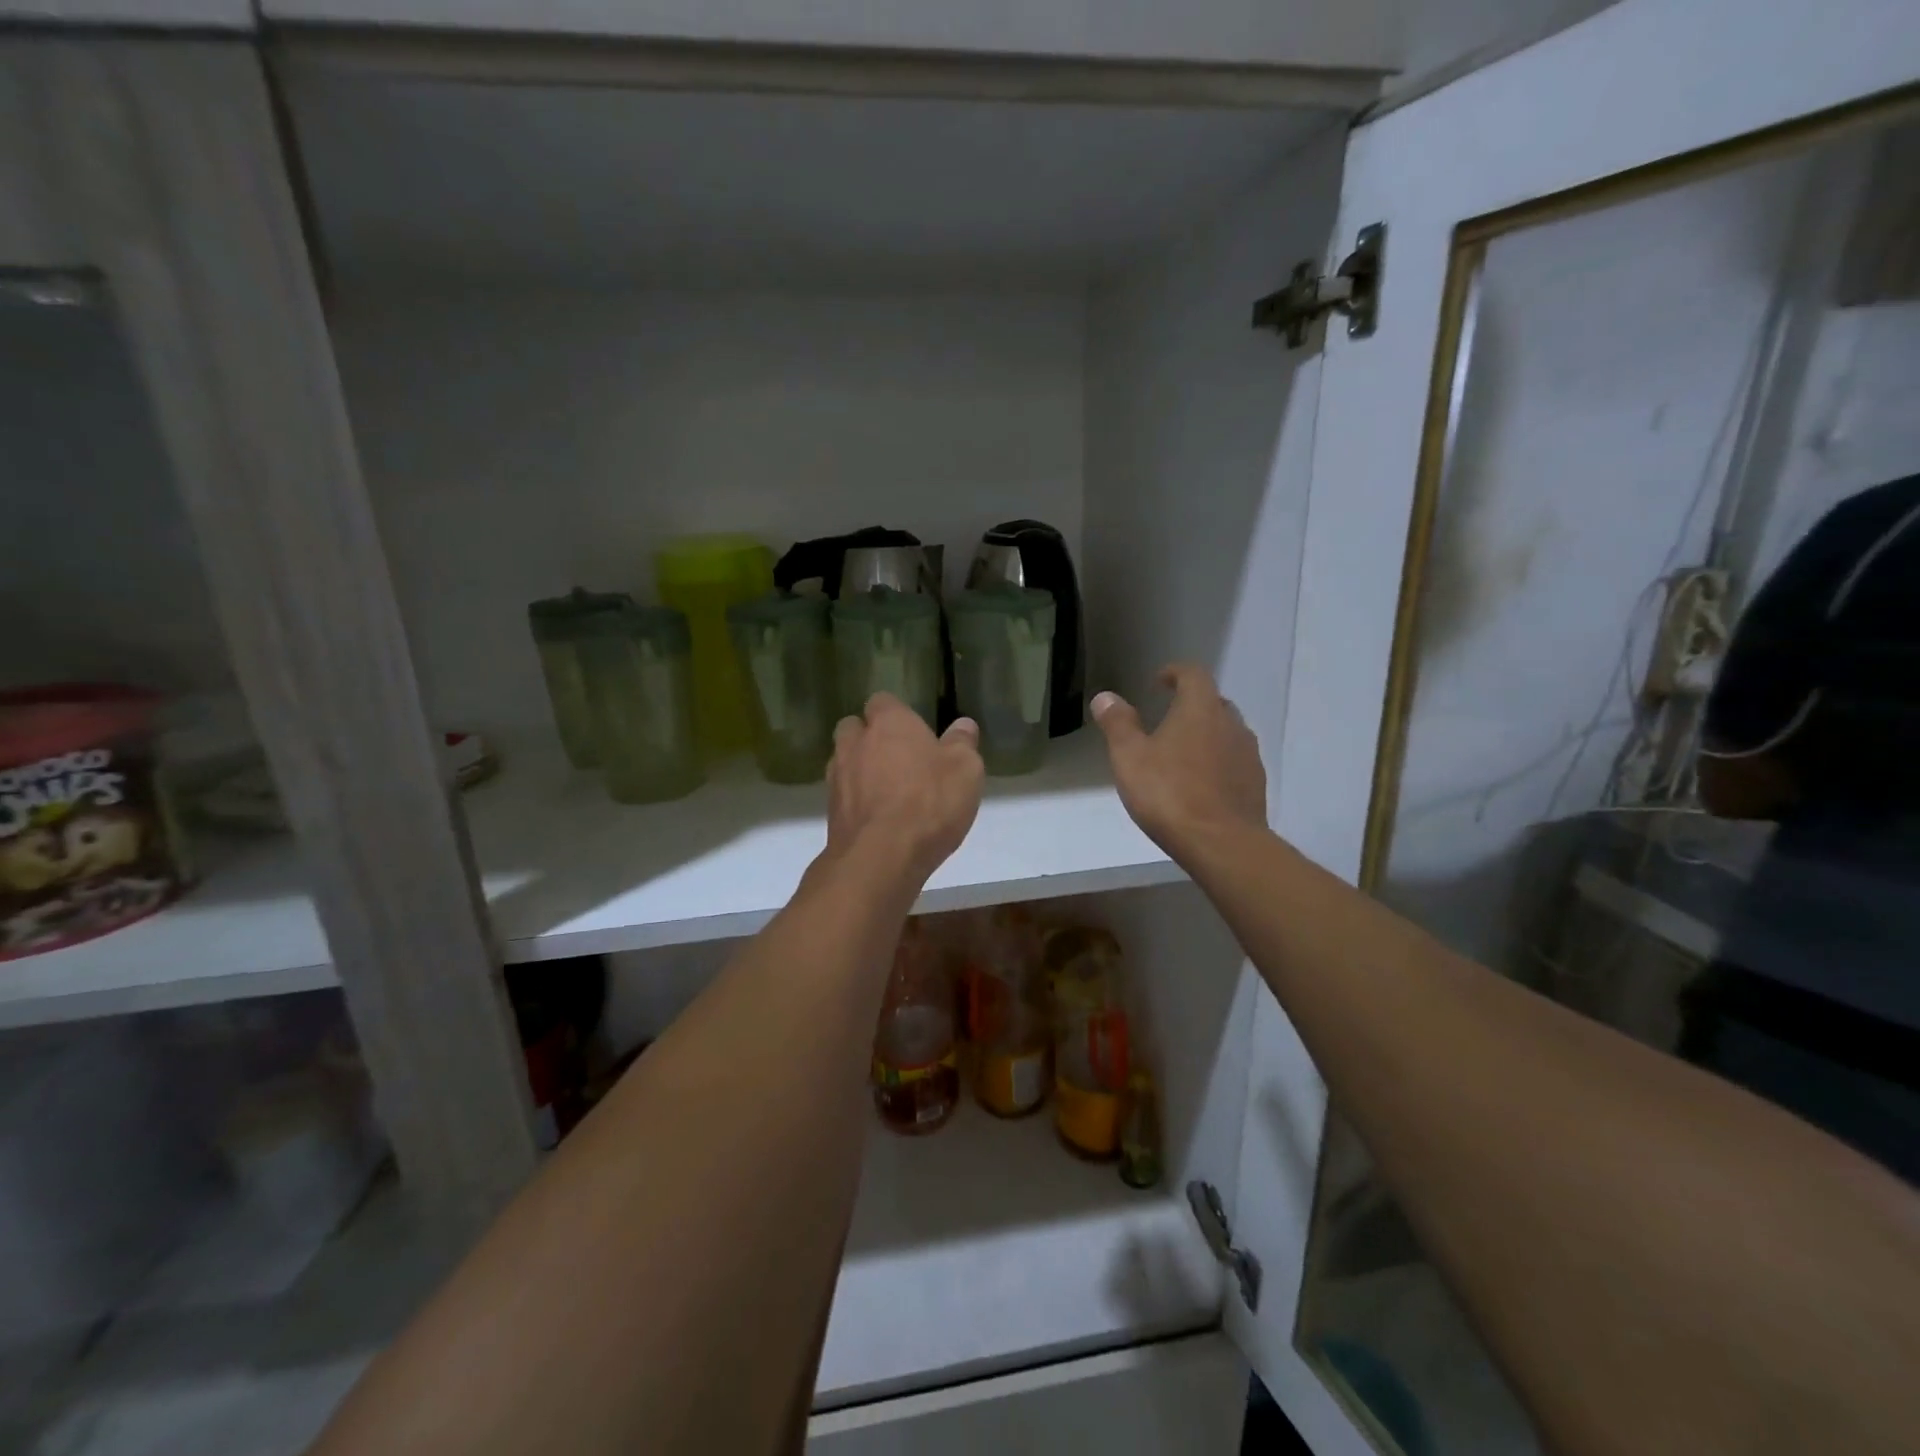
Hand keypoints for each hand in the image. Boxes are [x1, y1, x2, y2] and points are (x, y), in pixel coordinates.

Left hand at [827, 693, 983, 883]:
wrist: (882, 857)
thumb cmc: (930, 802)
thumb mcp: (965, 770)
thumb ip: (962, 744)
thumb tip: (963, 724)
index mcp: (889, 723)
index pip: (883, 702)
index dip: (897, 715)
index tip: (915, 733)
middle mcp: (855, 743)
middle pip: (854, 728)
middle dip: (870, 738)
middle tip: (899, 759)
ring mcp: (837, 777)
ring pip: (844, 762)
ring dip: (861, 770)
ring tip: (888, 792)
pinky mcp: (831, 811)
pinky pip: (844, 795)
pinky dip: (857, 801)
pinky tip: (879, 818)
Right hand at [1091, 664, 1266, 856]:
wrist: (1221, 843)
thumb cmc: (1169, 793)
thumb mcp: (1130, 757)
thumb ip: (1118, 724)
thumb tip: (1106, 697)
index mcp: (1200, 709)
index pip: (1193, 675)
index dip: (1176, 673)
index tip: (1160, 681)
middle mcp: (1231, 724)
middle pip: (1213, 702)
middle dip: (1191, 706)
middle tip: (1168, 720)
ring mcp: (1248, 755)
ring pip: (1227, 733)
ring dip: (1207, 735)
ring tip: (1183, 754)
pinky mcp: (1255, 784)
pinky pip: (1235, 762)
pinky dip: (1218, 762)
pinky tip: (1201, 784)